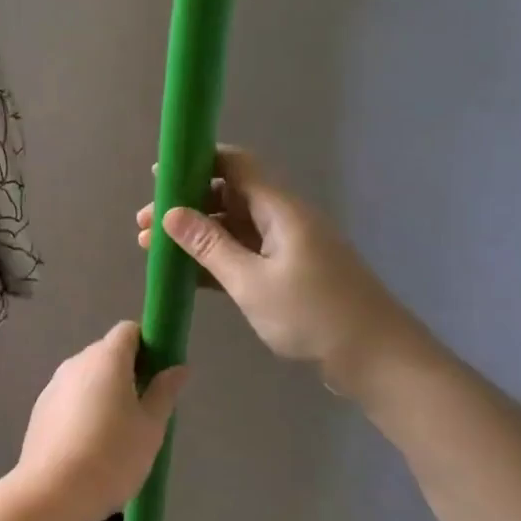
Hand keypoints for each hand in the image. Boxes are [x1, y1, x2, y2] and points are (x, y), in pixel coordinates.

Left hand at [13, 322, 185, 520]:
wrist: (53, 493)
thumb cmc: (112, 456)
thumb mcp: (151, 427)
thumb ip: (164, 392)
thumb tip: (178, 367)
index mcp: (106, 359)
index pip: (128, 331)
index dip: (147, 345)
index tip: (159, 373)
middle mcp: (76, 362)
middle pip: (107, 353)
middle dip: (128, 371)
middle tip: (145, 408)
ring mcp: (53, 385)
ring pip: (87, 377)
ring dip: (105, 392)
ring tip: (118, 433)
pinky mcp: (40, 409)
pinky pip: (70, 397)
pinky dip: (84, 409)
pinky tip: (91, 445)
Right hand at [136, 147, 425, 397]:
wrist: (375, 357)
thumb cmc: (313, 314)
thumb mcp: (251, 282)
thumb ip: (209, 246)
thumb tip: (171, 213)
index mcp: (279, 209)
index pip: (235, 165)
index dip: (196, 162)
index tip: (158, 176)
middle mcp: (282, 219)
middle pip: (227, 196)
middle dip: (185, 205)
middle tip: (144, 225)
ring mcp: (286, 247)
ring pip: (232, 228)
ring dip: (194, 235)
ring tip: (151, 249)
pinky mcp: (288, 273)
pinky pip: (243, 254)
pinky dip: (213, 258)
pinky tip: (184, 273)